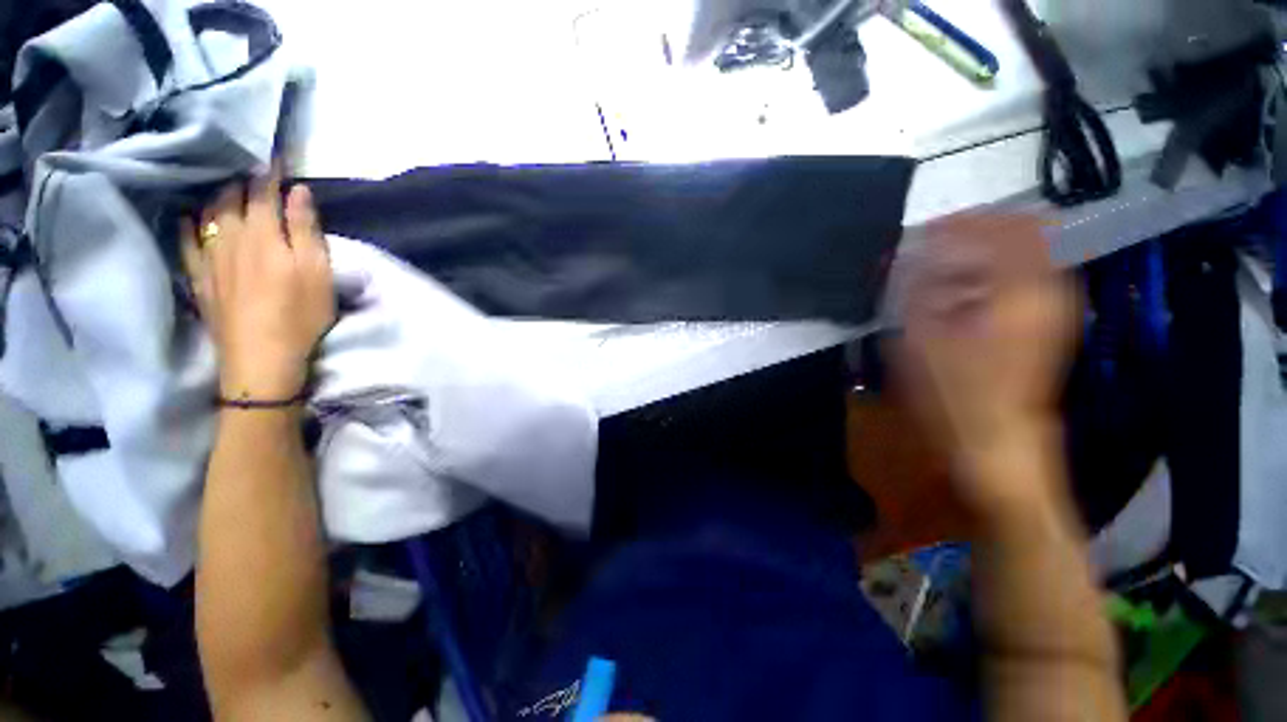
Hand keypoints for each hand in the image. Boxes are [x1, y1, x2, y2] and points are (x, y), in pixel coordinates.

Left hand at [182, 174, 333, 400]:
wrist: (261, 356)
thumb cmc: (301, 314)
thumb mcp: (317, 272)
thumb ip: (306, 230)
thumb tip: (298, 191)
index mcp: (265, 234)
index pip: (265, 192)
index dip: (270, 172)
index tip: (276, 156)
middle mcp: (231, 237)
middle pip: (232, 198)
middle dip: (242, 180)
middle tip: (250, 168)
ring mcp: (210, 257)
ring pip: (208, 214)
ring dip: (217, 196)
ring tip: (224, 185)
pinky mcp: (199, 278)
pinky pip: (186, 242)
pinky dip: (187, 225)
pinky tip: (187, 217)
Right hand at [890, 214, 1078, 514]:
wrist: (997, 444)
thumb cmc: (954, 395)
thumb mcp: (921, 338)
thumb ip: (918, 289)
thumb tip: (914, 255)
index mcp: (1022, 291)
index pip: (1006, 226)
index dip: (964, 221)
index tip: (927, 230)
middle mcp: (1048, 291)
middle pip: (1023, 235)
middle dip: (975, 234)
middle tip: (932, 247)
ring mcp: (1052, 309)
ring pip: (1025, 256)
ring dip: (982, 254)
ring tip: (940, 270)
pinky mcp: (1045, 325)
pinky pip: (1023, 281)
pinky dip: (991, 276)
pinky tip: (959, 295)